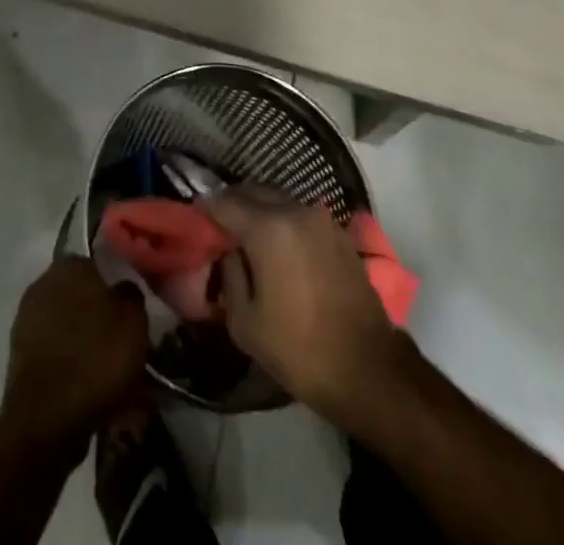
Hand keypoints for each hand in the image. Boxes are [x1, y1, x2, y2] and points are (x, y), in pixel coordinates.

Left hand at [0, 258, 148, 454]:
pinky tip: (85, 386)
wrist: (47, 419)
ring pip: (66, 325)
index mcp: (71, 265)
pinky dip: (68, 365)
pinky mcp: (18, 356)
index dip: (116, 288)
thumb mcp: (134, 322)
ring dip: (83, 342)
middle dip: (98, 315)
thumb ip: (131, 296)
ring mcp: (26, 319)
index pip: (99, 265)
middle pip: (80, 296)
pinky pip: (54, 353)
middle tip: (120, 341)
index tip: (129, 311)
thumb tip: (123, 289)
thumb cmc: (96, 358)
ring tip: (106, 371)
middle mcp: (44, 282)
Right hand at [204, 188, 406, 427]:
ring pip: (278, 200)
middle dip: (232, 204)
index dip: (205, 209)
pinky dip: (283, 222)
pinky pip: (299, 215)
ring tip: (247, 239)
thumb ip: (229, 275)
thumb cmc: (300, 350)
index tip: (194, 219)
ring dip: (259, 211)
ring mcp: (321, 219)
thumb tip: (229, 252)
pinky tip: (278, 249)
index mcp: (268, 228)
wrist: (369, 370)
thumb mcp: (245, 323)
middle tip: (218, 228)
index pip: (225, 203)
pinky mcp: (339, 233)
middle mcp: (295, 211)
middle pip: (253, 192)